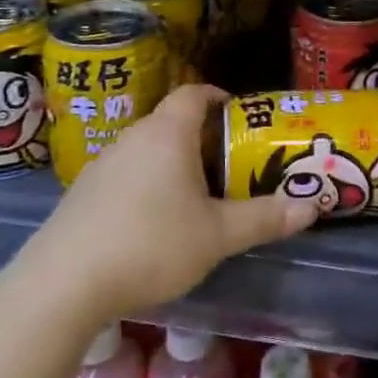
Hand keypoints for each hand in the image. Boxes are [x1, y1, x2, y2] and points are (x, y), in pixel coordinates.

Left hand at [32, 84, 320, 320]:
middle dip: (202, 138)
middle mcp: (133, 137)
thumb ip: (264, 218)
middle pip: (172, 122)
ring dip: (172, 163)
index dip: (217, 97)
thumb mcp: (217, 235)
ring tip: (195, 196)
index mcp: (168, 133)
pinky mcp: (82, 193)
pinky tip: (152, 223)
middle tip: (228, 165)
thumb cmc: (150, 244)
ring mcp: (102, 164)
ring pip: (147, 150)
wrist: (63, 283)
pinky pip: (124, 174)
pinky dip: (145, 184)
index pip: (194, 93)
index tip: (238, 116)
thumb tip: (313, 205)